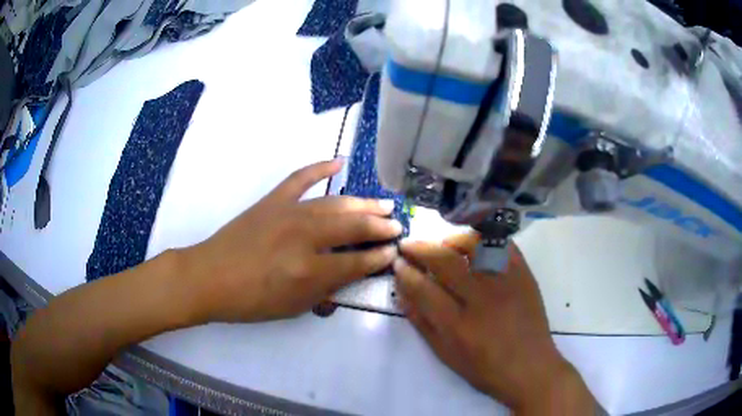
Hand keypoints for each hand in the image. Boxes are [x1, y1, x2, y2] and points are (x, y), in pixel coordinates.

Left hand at [182, 159, 401, 322]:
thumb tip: (351, 271)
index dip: (379, 257)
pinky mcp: (273, 200)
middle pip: (352, 226)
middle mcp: (303, 237)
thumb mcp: (293, 307)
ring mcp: (288, 212)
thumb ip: (326, 289)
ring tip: (383, 204)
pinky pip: (301, 178)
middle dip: (379, 226)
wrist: (210, 277)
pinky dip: (320, 167)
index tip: (394, 251)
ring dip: (362, 203)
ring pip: (335, 202)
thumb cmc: (251, 301)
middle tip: (396, 225)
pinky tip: (339, 162)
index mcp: (309, 271)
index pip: (356, 261)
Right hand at [394, 233, 594, 412]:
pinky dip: (484, 238)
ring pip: (474, 245)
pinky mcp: (524, 275)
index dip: (404, 272)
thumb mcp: (446, 355)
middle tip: (408, 245)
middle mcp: (482, 299)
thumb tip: (403, 293)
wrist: (530, 368)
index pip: (422, 288)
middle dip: (419, 248)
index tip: (397, 263)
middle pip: (444, 261)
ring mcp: (506, 283)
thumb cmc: (485, 369)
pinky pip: (502, 244)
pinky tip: (474, 244)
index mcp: (458, 325)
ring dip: (451, 239)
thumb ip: (422, 323)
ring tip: (442, 243)